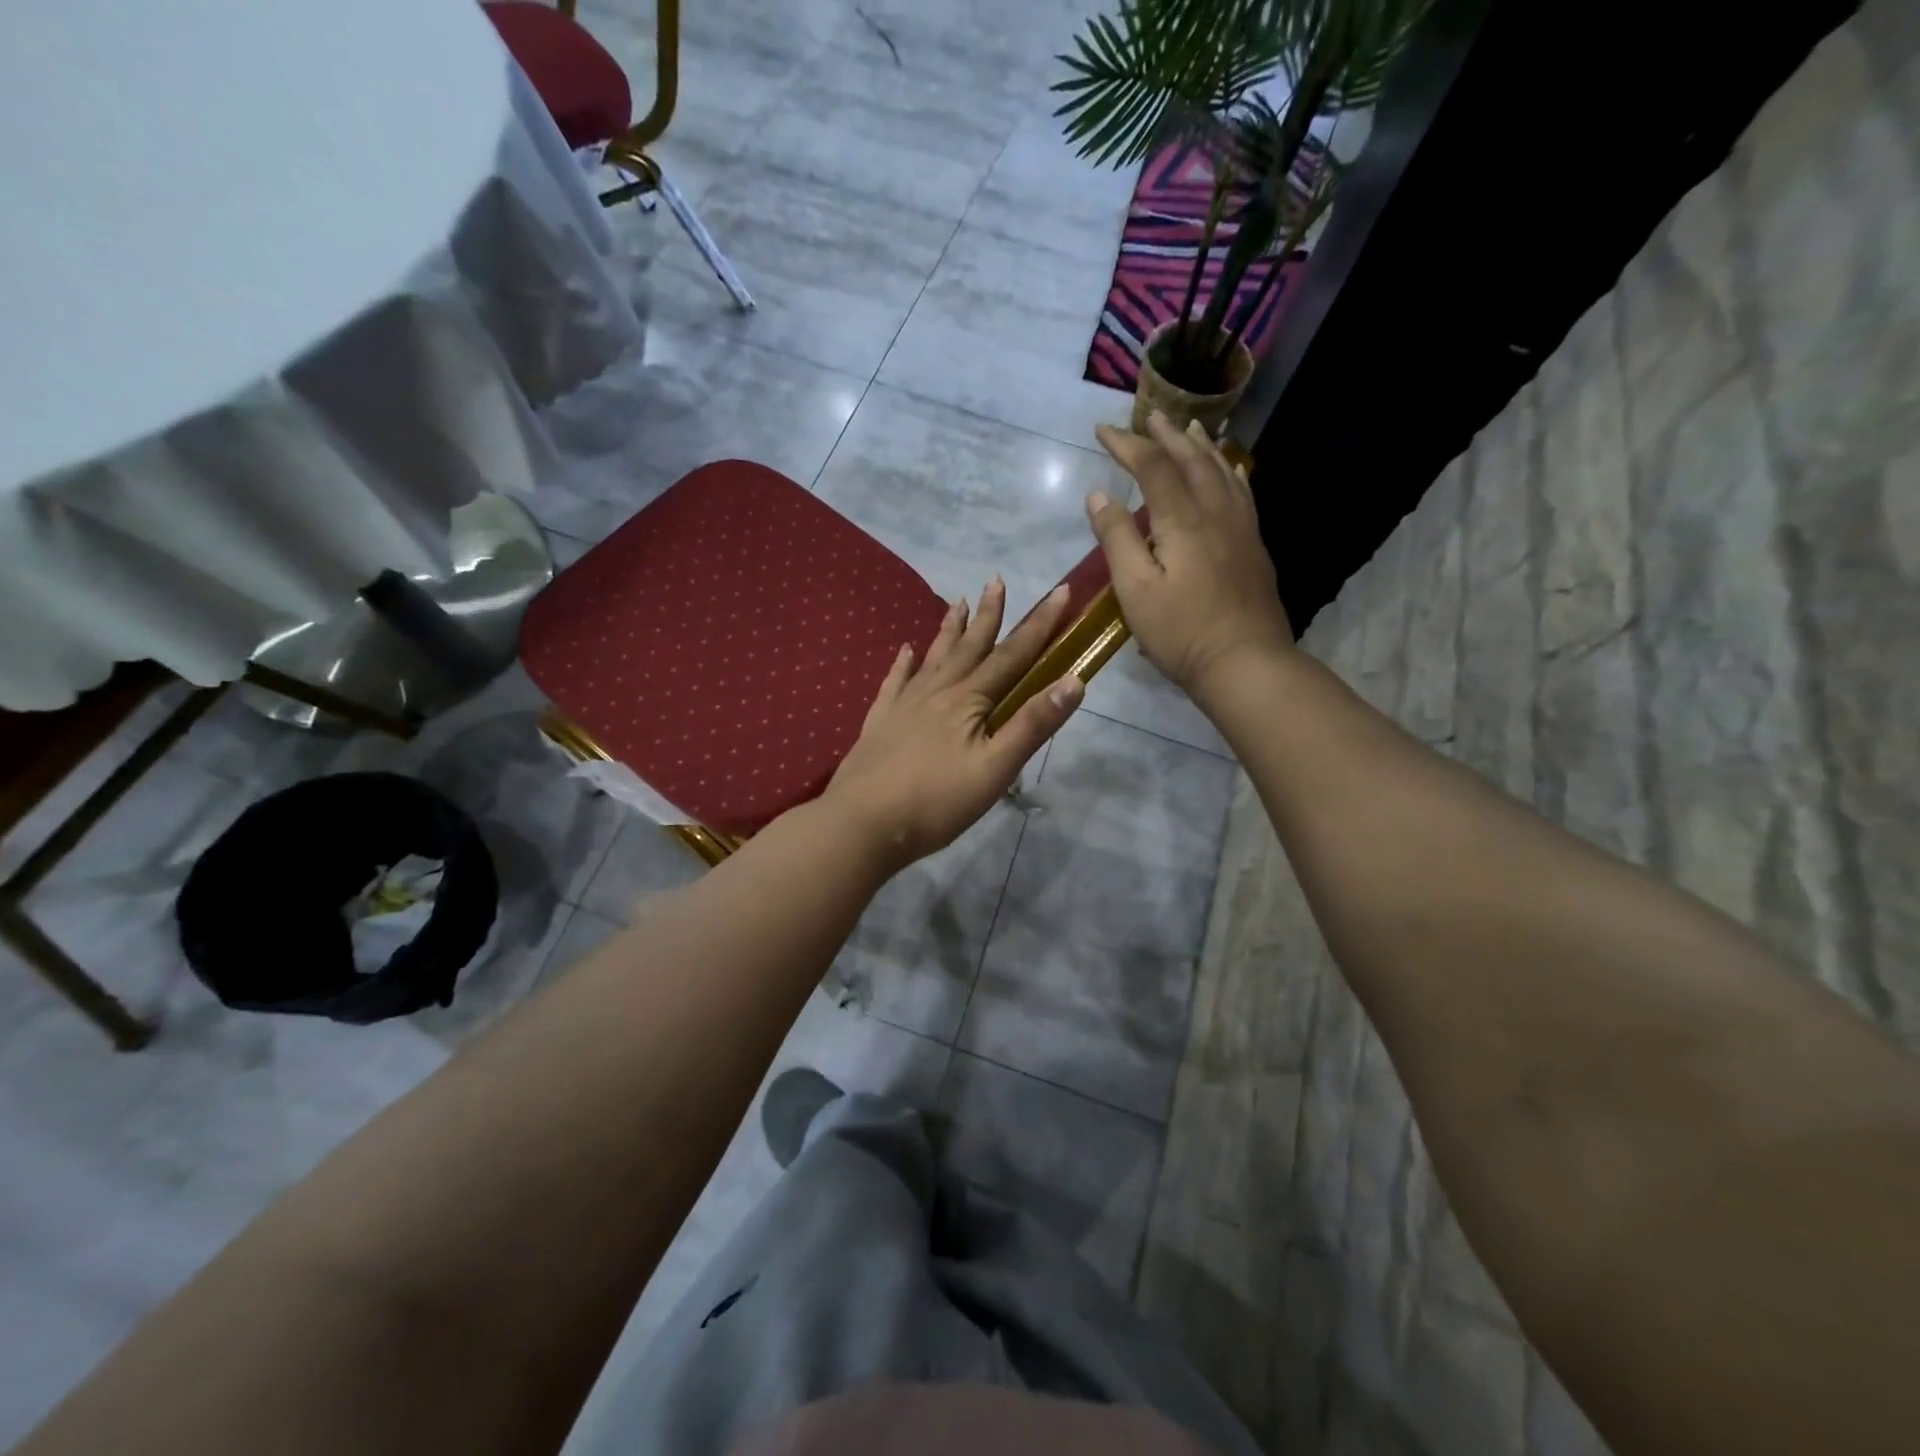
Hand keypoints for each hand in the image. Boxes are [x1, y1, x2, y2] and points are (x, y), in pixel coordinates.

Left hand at [822, 577, 1082, 867]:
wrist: (862, 824)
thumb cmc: (936, 802)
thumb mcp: (995, 769)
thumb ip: (1032, 724)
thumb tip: (1074, 679)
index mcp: (969, 701)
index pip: (1013, 655)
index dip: (1039, 624)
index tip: (1060, 590)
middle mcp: (937, 691)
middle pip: (970, 647)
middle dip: (989, 615)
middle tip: (996, 579)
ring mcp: (904, 704)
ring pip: (933, 657)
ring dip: (950, 630)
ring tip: (958, 602)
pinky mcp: (879, 722)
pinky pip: (894, 682)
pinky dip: (902, 664)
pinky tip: (904, 651)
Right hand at [1088, 413, 1293, 700]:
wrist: (1245, 662)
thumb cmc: (1181, 631)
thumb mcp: (1135, 590)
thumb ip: (1117, 539)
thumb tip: (1098, 496)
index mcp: (1182, 520)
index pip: (1153, 467)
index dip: (1127, 445)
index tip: (1102, 431)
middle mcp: (1216, 512)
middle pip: (1191, 460)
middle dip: (1166, 435)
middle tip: (1149, 416)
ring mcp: (1241, 528)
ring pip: (1222, 471)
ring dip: (1201, 446)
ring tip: (1190, 428)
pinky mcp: (1254, 546)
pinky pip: (1242, 493)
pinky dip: (1229, 472)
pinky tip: (1229, 470)